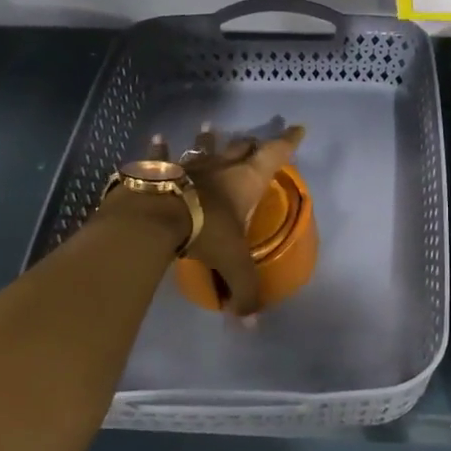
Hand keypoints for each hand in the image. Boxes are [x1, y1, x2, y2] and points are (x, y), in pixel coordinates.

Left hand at [175, 123, 305, 316]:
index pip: (274, 155)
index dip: (288, 142)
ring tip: (209, 126)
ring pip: (202, 148)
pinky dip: (160, 148)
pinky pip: (161, 156)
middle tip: (255, 140)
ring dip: (207, 139)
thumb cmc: (204, 232)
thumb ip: (244, 292)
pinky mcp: (159, 170)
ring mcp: (188, 165)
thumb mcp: (232, 264)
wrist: (153, 218)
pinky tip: (159, 137)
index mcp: (246, 182)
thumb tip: (249, 323)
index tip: (298, 128)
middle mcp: (221, 167)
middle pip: (240, 148)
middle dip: (251, 143)